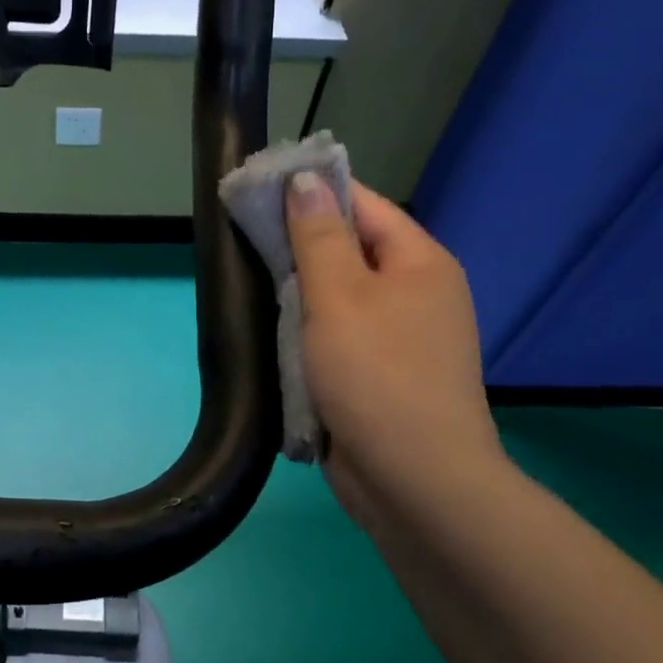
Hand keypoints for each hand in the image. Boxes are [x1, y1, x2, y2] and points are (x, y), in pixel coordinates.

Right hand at [284, 174, 504, 529]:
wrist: (415, 482)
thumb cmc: (377, 375)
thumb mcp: (340, 295)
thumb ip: (318, 235)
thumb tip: (305, 180)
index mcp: (419, 262)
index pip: (362, 203)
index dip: (312, 191)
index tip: (258, 188)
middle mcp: (415, 292)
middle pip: (350, 248)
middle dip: (299, 243)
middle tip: (243, 236)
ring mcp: (399, 336)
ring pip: (339, 295)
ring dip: (299, 291)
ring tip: (250, 278)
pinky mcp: (379, 373)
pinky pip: (337, 334)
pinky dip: (307, 329)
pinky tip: (272, 329)